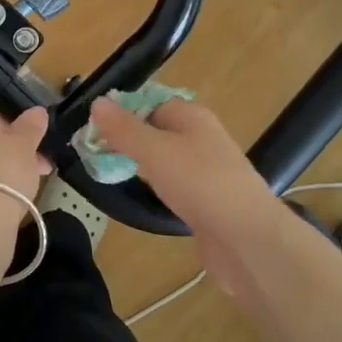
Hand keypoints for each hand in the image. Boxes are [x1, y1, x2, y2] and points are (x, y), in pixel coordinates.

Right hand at [87, 97, 285, 253]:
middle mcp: (202, 138)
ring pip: (166, 160)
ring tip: (112, 175)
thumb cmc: (199, 183)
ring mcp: (208, 171)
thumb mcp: (153, 151)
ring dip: (142, 166)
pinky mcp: (208, 201)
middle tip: (97, 154)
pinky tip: (144, 199)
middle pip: (158, 131)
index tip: (94, 131)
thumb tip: (98, 102)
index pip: (151, 102)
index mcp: (192, 116)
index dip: (123, 113)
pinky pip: (176, 186)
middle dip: (129, 140)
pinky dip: (158, 190)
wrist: (247, 239)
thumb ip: (123, 129)